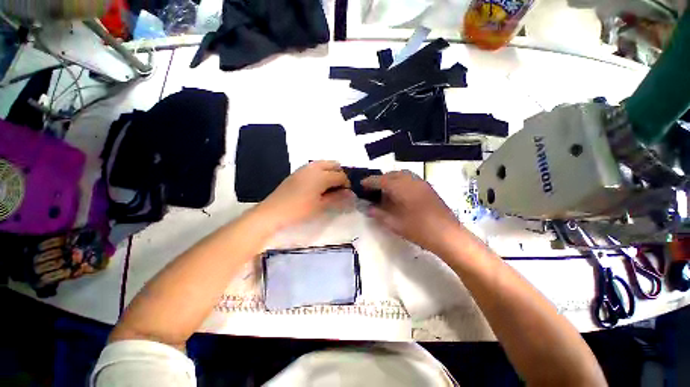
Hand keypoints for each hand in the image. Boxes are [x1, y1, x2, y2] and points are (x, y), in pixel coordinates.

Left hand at [256, 161, 353, 230]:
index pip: (341, 175)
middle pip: (334, 164)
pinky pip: (315, 166)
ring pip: (324, 163)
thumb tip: (351, 194)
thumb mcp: (321, 206)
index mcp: (322, 175)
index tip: (347, 194)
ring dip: (331, 172)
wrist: (273, 211)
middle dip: (340, 174)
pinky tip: (318, 185)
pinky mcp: (298, 171)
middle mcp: (314, 167)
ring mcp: (305, 167)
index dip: (347, 184)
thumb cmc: (299, 210)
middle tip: (339, 188)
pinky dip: (322, 172)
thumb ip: (337, 198)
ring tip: (330, 187)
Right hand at [361, 170, 462, 252]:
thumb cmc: (418, 229)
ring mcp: (420, 182)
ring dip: (391, 180)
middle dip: (380, 180)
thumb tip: (368, 208)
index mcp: (400, 187)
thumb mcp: (394, 223)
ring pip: (401, 175)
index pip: (380, 180)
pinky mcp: (427, 187)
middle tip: (372, 190)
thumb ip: (378, 214)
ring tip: (385, 191)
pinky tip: (399, 194)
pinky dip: (401, 182)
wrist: (447, 235)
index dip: (369, 182)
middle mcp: (410, 180)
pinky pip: (410, 179)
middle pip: (391, 174)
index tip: (360, 184)